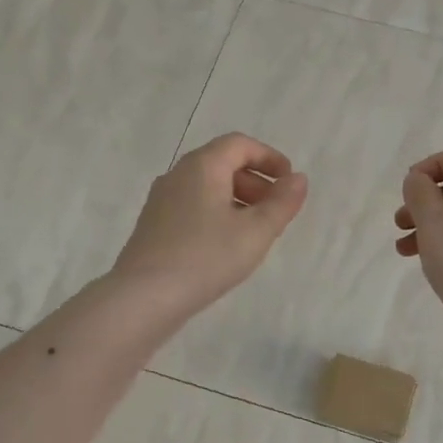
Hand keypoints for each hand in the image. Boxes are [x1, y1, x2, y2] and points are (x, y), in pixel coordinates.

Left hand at [111, 133, 307, 316]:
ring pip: (207, 187)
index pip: (240, 145)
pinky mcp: (154, 225)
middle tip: (276, 210)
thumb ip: (282, 203)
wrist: (144, 297)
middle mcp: (178, 175)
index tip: (289, 183)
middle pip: (222, 163)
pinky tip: (226, 246)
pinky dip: (217, 214)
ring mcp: (161, 200)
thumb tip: (298, 179)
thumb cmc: (206, 257)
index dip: (270, 158)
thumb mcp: (256, 231)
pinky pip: (193, 206)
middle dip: (255, 181)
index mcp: (202, 166)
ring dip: (237, 200)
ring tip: (255, 232)